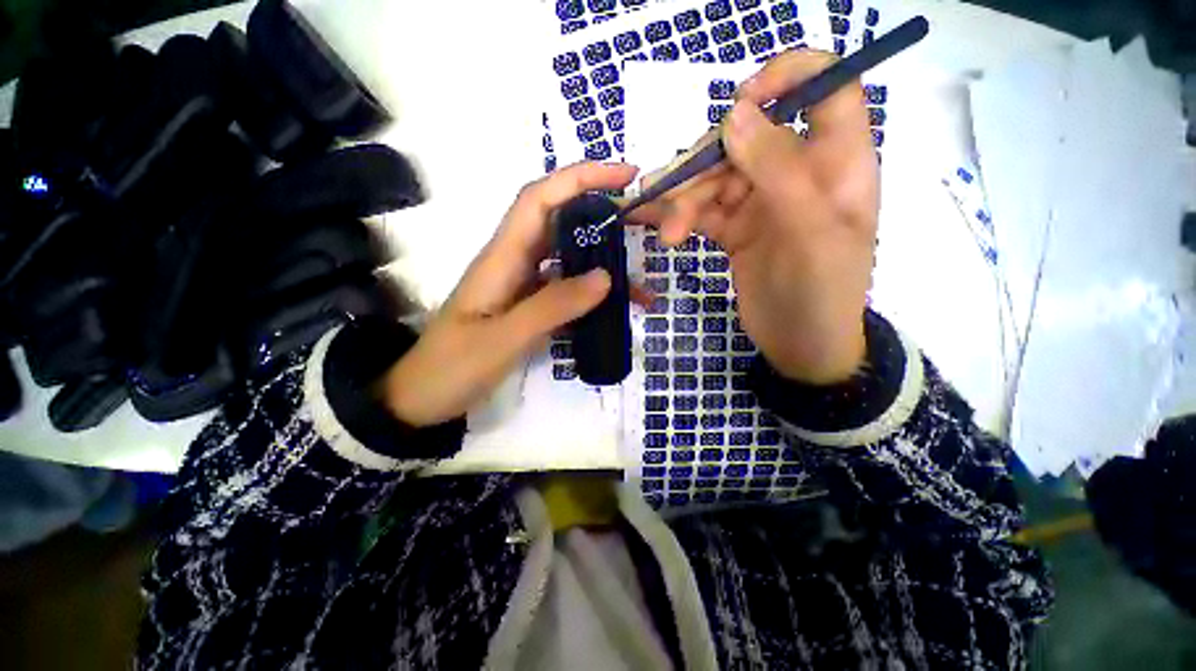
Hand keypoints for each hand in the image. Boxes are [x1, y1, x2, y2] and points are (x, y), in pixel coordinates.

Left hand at [382, 163, 639, 426]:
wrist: (423, 398)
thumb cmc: (452, 367)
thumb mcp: (503, 339)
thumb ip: (552, 307)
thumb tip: (605, 278)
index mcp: (502, 257)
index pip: (541, 199)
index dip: (581, 179)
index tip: (625, 176)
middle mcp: (514, 262)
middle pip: (561, 222)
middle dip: (603, 214)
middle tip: (645, 224)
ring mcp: (522, 286)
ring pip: (568, 259)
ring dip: (603, 262)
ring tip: (639, 278)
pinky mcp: (529, 307)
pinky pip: (566, 291)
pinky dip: (592, 295)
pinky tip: (613, 308)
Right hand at [645, 50, 878, 383]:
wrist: (799, 346)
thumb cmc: (821, 293)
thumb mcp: (810, 233)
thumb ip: (778, 170)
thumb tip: (736, 113)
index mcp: (836, 163)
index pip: (826, 89)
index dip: (789, 76)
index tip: (742, 99)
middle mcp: (798, 173)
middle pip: (746, 139)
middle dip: (706, 166)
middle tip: (674, 200)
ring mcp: (761, 202)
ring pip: (715, 178)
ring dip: (684, 200)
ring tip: (667, 233)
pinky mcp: (735, 229)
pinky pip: (701, 210)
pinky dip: (677, 216)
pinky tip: (658, 227)